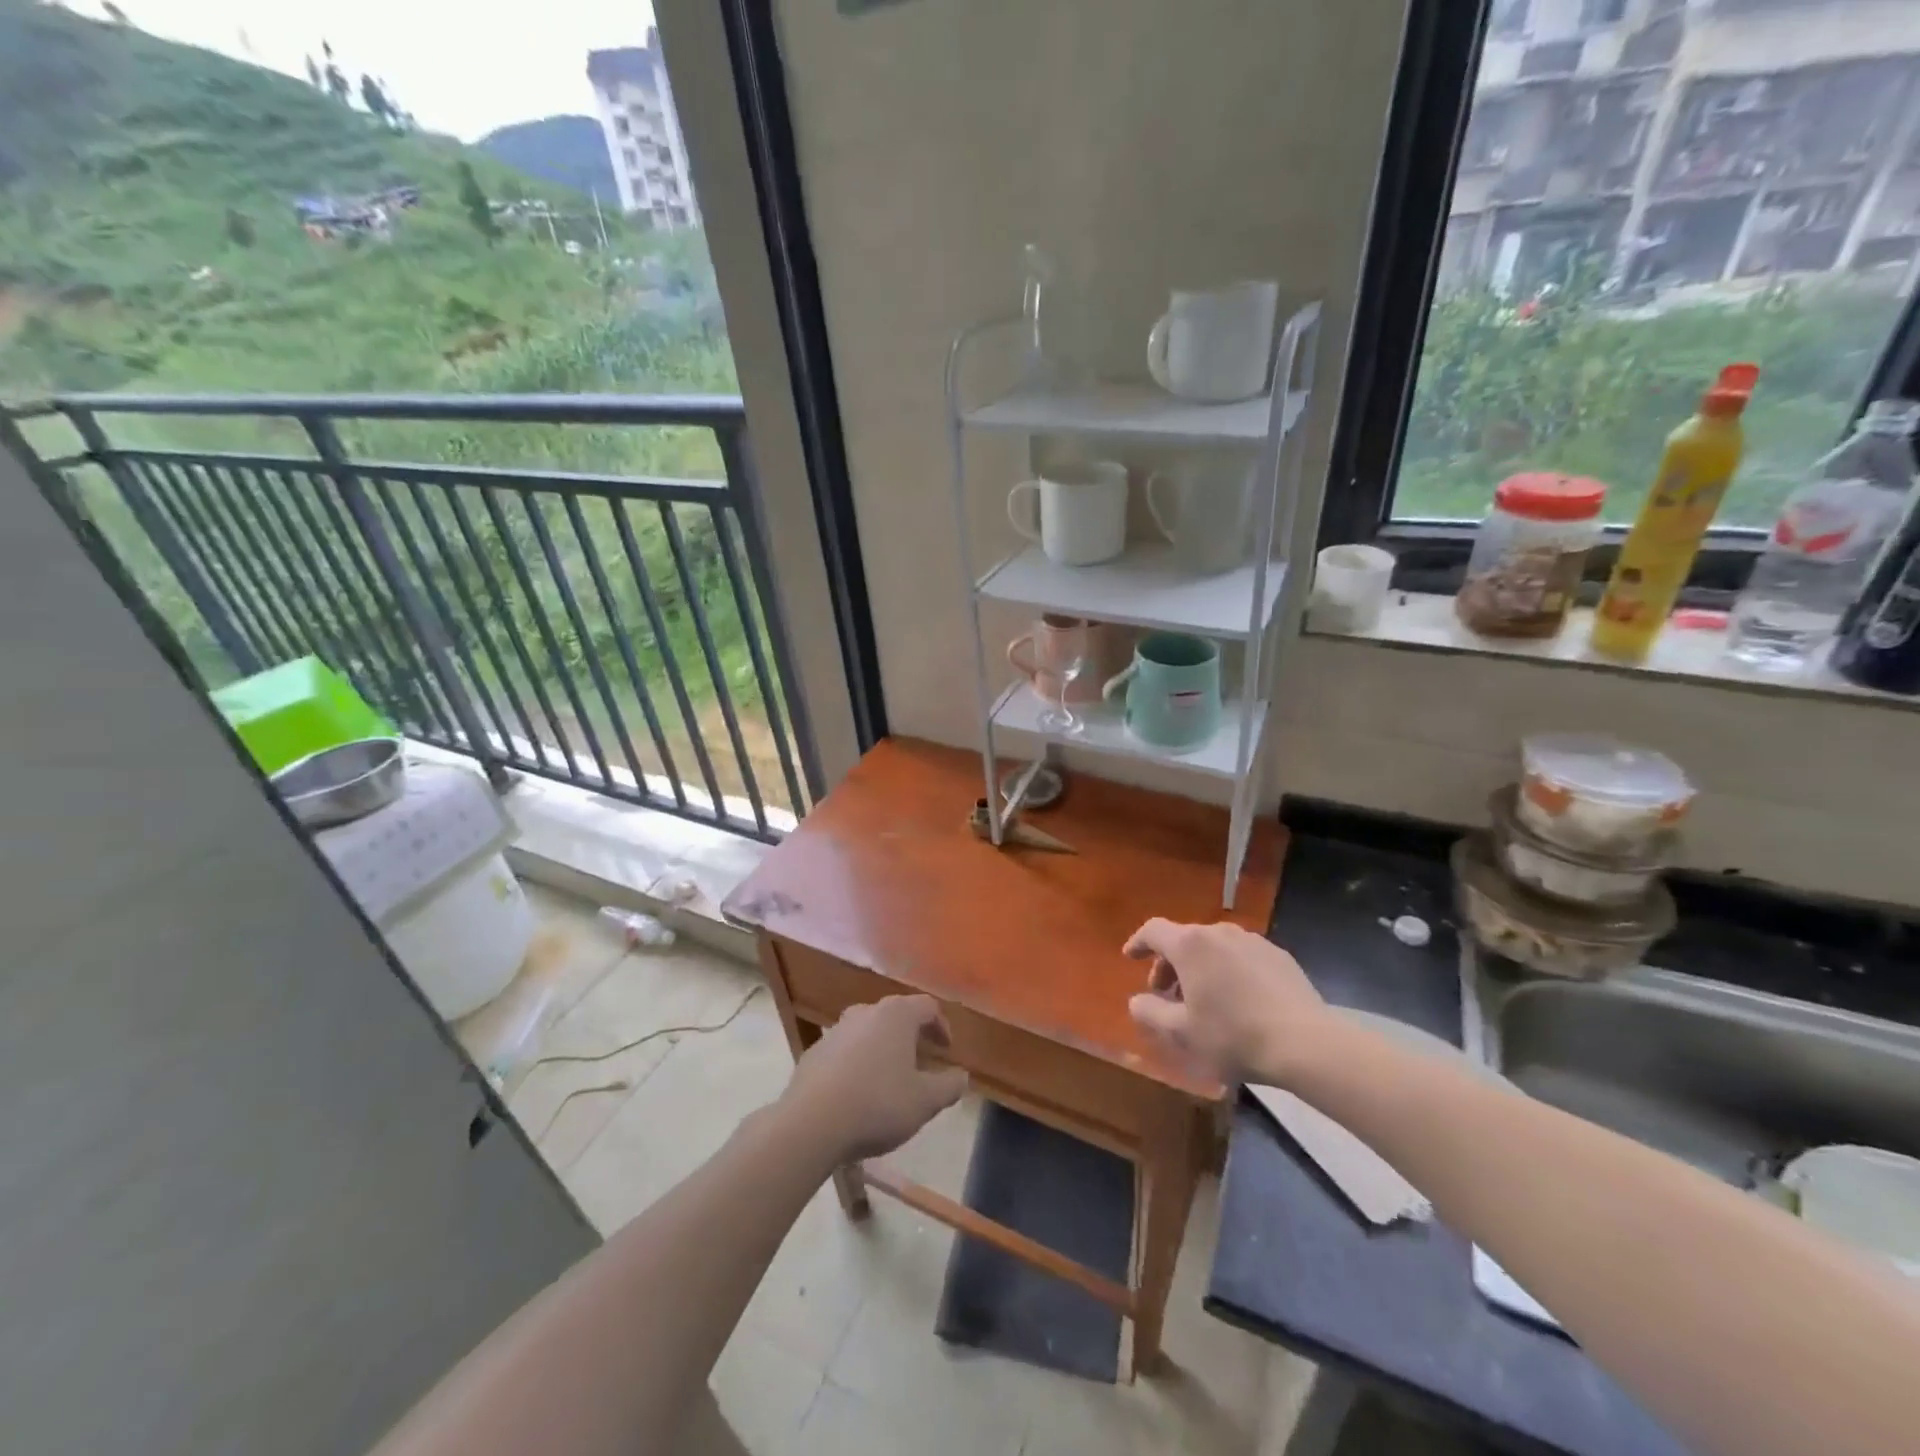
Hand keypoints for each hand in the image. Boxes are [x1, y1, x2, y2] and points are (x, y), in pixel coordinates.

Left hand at [781, 996, 968, 1162]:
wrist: (810, 1123)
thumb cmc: (877, 1104)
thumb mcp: (925, 1102)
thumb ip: (949, 1086)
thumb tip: (962, 1076)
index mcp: (896, 1015)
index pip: (928, 1007)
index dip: (942, 1026)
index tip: (946, 1051)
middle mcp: (866, 1012)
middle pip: (897, 1016)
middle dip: (912, 1037)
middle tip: (922, 1063)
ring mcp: (836, 1030)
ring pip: (869, 1032)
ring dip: (884, 1049)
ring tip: (890, 1079)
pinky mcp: (814, 1052)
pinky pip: (845, 1051)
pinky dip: (858, 1063)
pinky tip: (858, 1092)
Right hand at [1124, 919, 1328, 1085]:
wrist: (1307, 1044)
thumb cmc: (1234, 1036)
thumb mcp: (1182, 1033)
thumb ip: (1150, 1013)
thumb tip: (1137, 1001)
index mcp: (1190, 945)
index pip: (1153, 930)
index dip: (1138, 942)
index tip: (1130, 957)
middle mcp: (1219, 932)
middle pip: (1184, 939)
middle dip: (1169, 964)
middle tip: (1166, 994)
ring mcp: (1253, 941)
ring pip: (1214, 947)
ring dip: (1199, 967)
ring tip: (1202, 999)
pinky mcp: (1279, 956)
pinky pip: (1241, 957)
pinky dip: (1228, 971)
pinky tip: (1238, 1001)